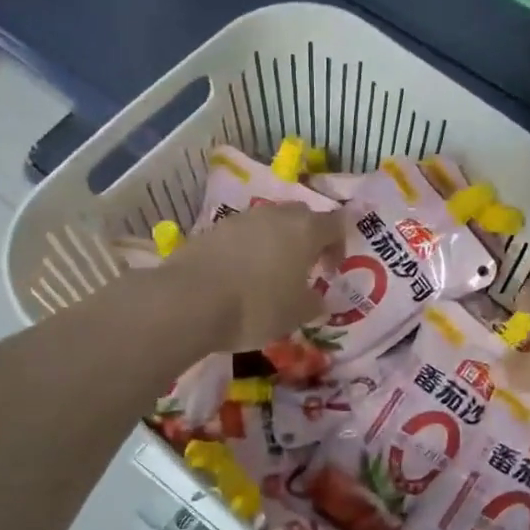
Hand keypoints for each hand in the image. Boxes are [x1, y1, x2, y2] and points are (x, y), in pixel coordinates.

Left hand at [158, 204, 346, 350]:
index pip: (335, 224)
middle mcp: (275, 215)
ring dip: (274, 242)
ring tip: (268, 275)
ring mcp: (240, 218)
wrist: (190, 301)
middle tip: (302, 269)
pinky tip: (238, 277)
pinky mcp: (212, 229)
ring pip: (268, 223)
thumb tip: (319, 301)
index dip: (338, 245)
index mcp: (305, 229)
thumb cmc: (257, 307)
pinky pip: (240, 235)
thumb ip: (314, 304)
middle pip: (301, 216)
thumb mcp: (297, 315)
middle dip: (307, 238)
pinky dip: (246, 250)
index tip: (329, 271)